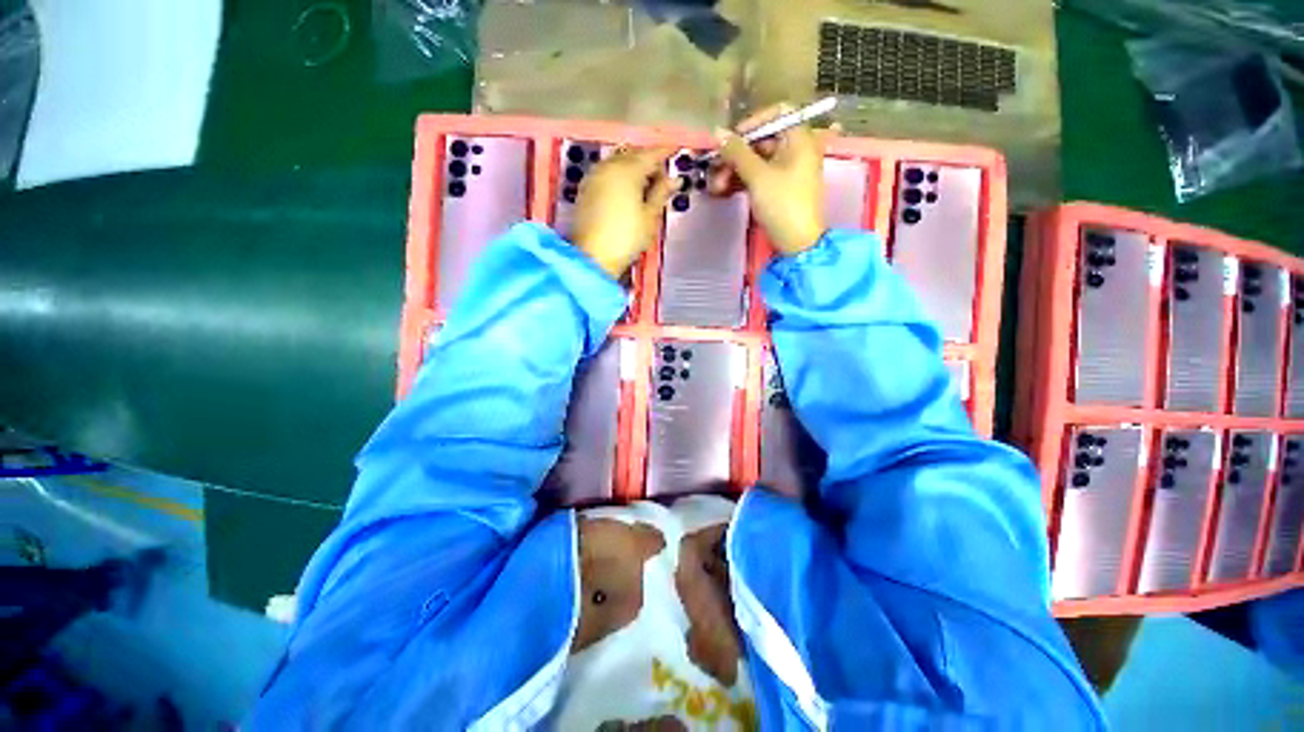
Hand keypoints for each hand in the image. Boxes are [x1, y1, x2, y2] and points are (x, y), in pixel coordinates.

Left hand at [574, 147, 675, 278]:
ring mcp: (594, 176)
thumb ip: (661, 193)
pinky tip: (628, 191)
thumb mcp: (649, 217)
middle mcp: (609, 166)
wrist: (593, 257)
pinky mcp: (586, 189)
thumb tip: (674, 179)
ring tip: (647, 186)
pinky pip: (607, 173)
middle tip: (663, 177)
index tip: (676, 151)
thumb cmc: (626, 238)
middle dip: (649, 160)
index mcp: (628, 170)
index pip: (651, 154)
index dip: (665, 152)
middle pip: (633, 154)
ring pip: (618, 162)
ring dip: (633, 168)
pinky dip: (620, 176)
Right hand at [707, 105, 830, 255]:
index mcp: (799, 139)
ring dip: (734, 170)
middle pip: (762, 140)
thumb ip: (737, 152)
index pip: (776, 114)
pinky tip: (724, 191)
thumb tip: (718, 132)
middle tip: (715, 169)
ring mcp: (787, 171)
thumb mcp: (758, 176)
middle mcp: (795, 150)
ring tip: (716, 187)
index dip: (752, 123)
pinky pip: (759, 177)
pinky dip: (742, 181)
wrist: (797, 242)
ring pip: (756, 161)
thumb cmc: (782, 204)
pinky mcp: (779, 189)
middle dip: (735, 154)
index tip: (731, 140)